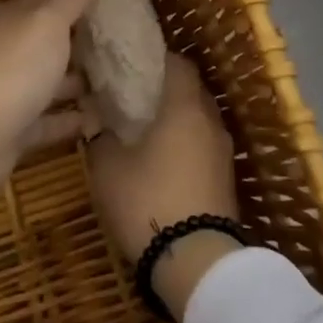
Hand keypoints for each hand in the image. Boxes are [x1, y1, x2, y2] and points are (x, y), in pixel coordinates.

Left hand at [0, 0, 97, 201]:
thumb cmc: (14, 68)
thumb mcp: (46, 23)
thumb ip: (68, 0)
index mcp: (14, 21)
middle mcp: (10, 52)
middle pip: (48, 41)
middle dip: (79, 39)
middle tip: (119, 40)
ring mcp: (11, 93)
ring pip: (49, 81)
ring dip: (77, 81)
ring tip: (116, 81)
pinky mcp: (15, 131)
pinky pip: (48, 121)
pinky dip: (70, 119)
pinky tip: (98, 120)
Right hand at [88, 52, 241, 321]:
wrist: (198, 264)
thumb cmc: (149, 201)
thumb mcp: (109, 168)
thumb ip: (101, 135)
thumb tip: (96, 116)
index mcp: (184, 106)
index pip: (178, 63)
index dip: (156, 58)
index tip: (132, 63)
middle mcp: (210, 120)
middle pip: (191, 89)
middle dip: (165, 88)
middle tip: (134, 94)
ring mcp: (223, 151)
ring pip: (199, 119)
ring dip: (177, 118)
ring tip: (145, 127)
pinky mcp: (226, 179)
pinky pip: (204, 145)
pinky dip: (186, 143)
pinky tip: (163, 159)